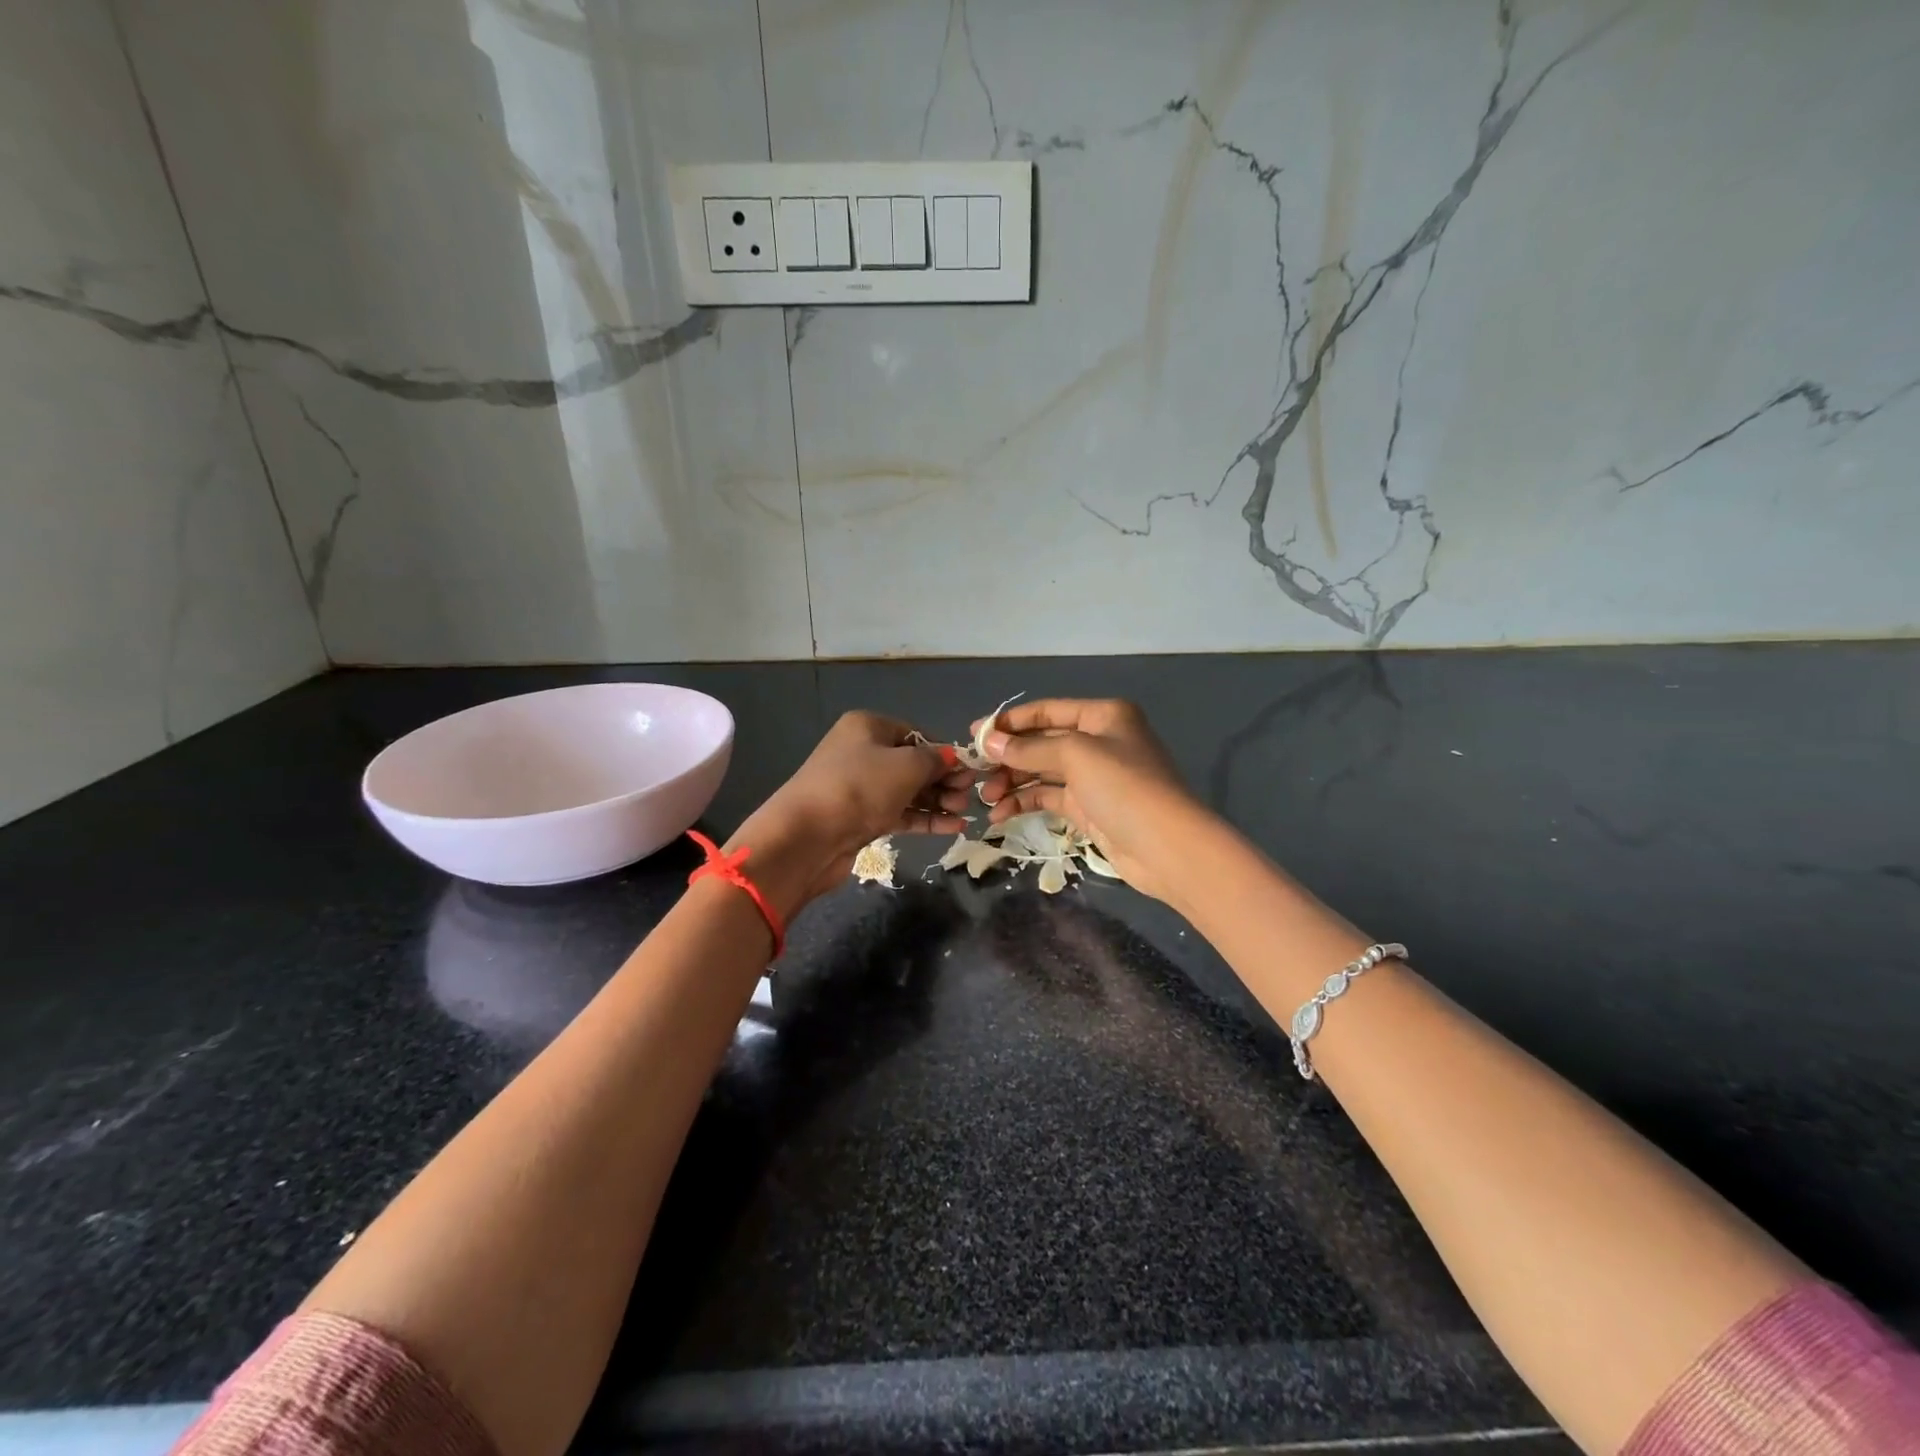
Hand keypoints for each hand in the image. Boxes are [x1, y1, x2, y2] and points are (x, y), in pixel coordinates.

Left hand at [728, 711, 970, 917]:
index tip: (969, 771)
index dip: (944, 752)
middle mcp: (862, 752)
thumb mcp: (906, 765)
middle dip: (943, 780)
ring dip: (937, 801)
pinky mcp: (860, 819)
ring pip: (908, 791)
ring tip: (964, 814)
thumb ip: (935, 760)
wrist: (806, 836)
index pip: (916, 734)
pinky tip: (953, 828)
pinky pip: (900, 814)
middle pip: (913, 763)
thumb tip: (953, 758)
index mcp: (868, 727)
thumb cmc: (859, 787)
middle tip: (969, 796)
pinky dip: (924, 819)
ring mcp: (860, 788)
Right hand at [972, 698, 1208, 903]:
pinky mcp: (1089, 808)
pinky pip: (1049, 798)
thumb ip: (1029, 748)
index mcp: (1103, 716)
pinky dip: (1025, 804)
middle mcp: (1099, 741)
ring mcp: (1094, 777)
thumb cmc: (1124, 787)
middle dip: (1008, 756)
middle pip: (1042, 742)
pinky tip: (1000, 816)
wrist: (1167, 847)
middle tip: (974, 772)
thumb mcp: (1075, 756)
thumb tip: (988, 741)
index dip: (1010, 722)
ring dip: (1012, 782)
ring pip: (1042, 772)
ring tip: (985, 799)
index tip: (974, 735)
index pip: (1047, 711)